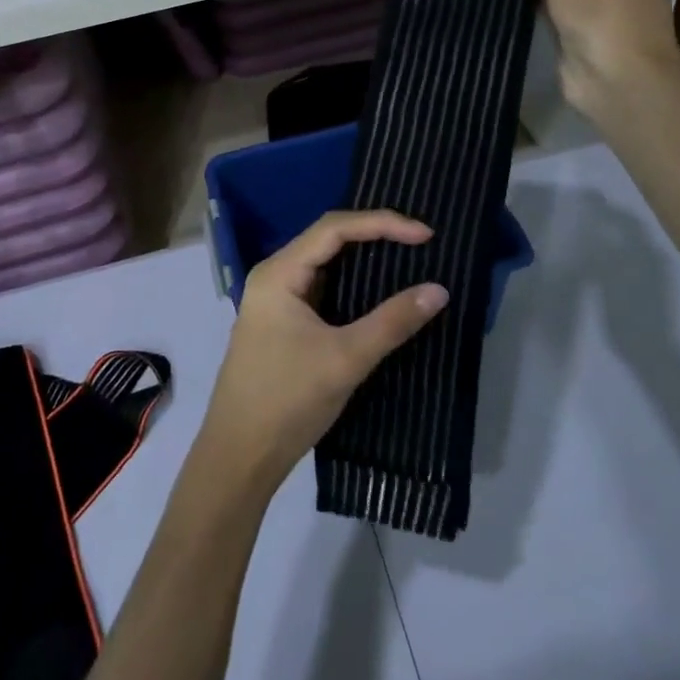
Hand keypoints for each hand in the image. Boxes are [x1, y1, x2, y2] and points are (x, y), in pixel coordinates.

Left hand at [195, 211, 448, 493]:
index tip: (425, 234)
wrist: (240, 456)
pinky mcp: (284, 323)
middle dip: (374, 234)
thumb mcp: (346, 358)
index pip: (334, 228)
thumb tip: (439, 290)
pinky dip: (352, 284)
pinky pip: (323, 288)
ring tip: (407, 256)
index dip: (381, 223)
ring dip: (364, 258)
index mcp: (279, 273)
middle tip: (420, 240)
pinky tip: (379, 290)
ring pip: (326, 264)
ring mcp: (277, 300)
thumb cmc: (287, 401)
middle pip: (328, 239)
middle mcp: (274, 276)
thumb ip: (392, 321)